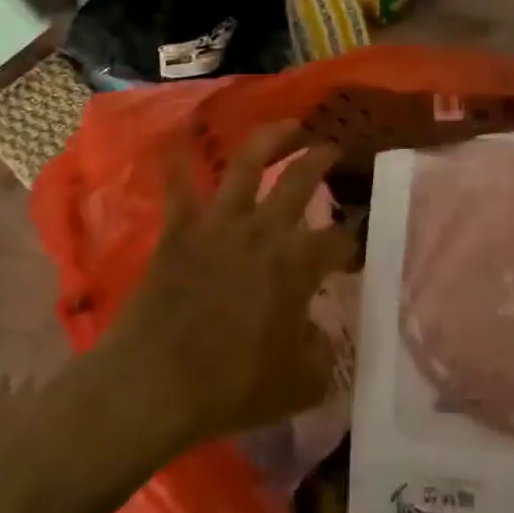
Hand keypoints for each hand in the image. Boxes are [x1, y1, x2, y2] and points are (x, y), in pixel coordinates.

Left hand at [100, 123, 356, 454]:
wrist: (154, 386)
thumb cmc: (231, 388)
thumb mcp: (299, 385)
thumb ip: (323, 355)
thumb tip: (323, 334)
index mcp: (298, 264)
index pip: (341, 239)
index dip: (356, 239)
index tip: (360, 245)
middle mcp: (264, 230)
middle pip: (302, 179)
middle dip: (323, 158)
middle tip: (333, 148)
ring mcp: (219, 222)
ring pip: (248, 163)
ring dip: (271, 137)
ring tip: (288, 124)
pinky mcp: (179, 227)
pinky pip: (178, 183)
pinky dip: (178, 159)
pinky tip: (179, 138)